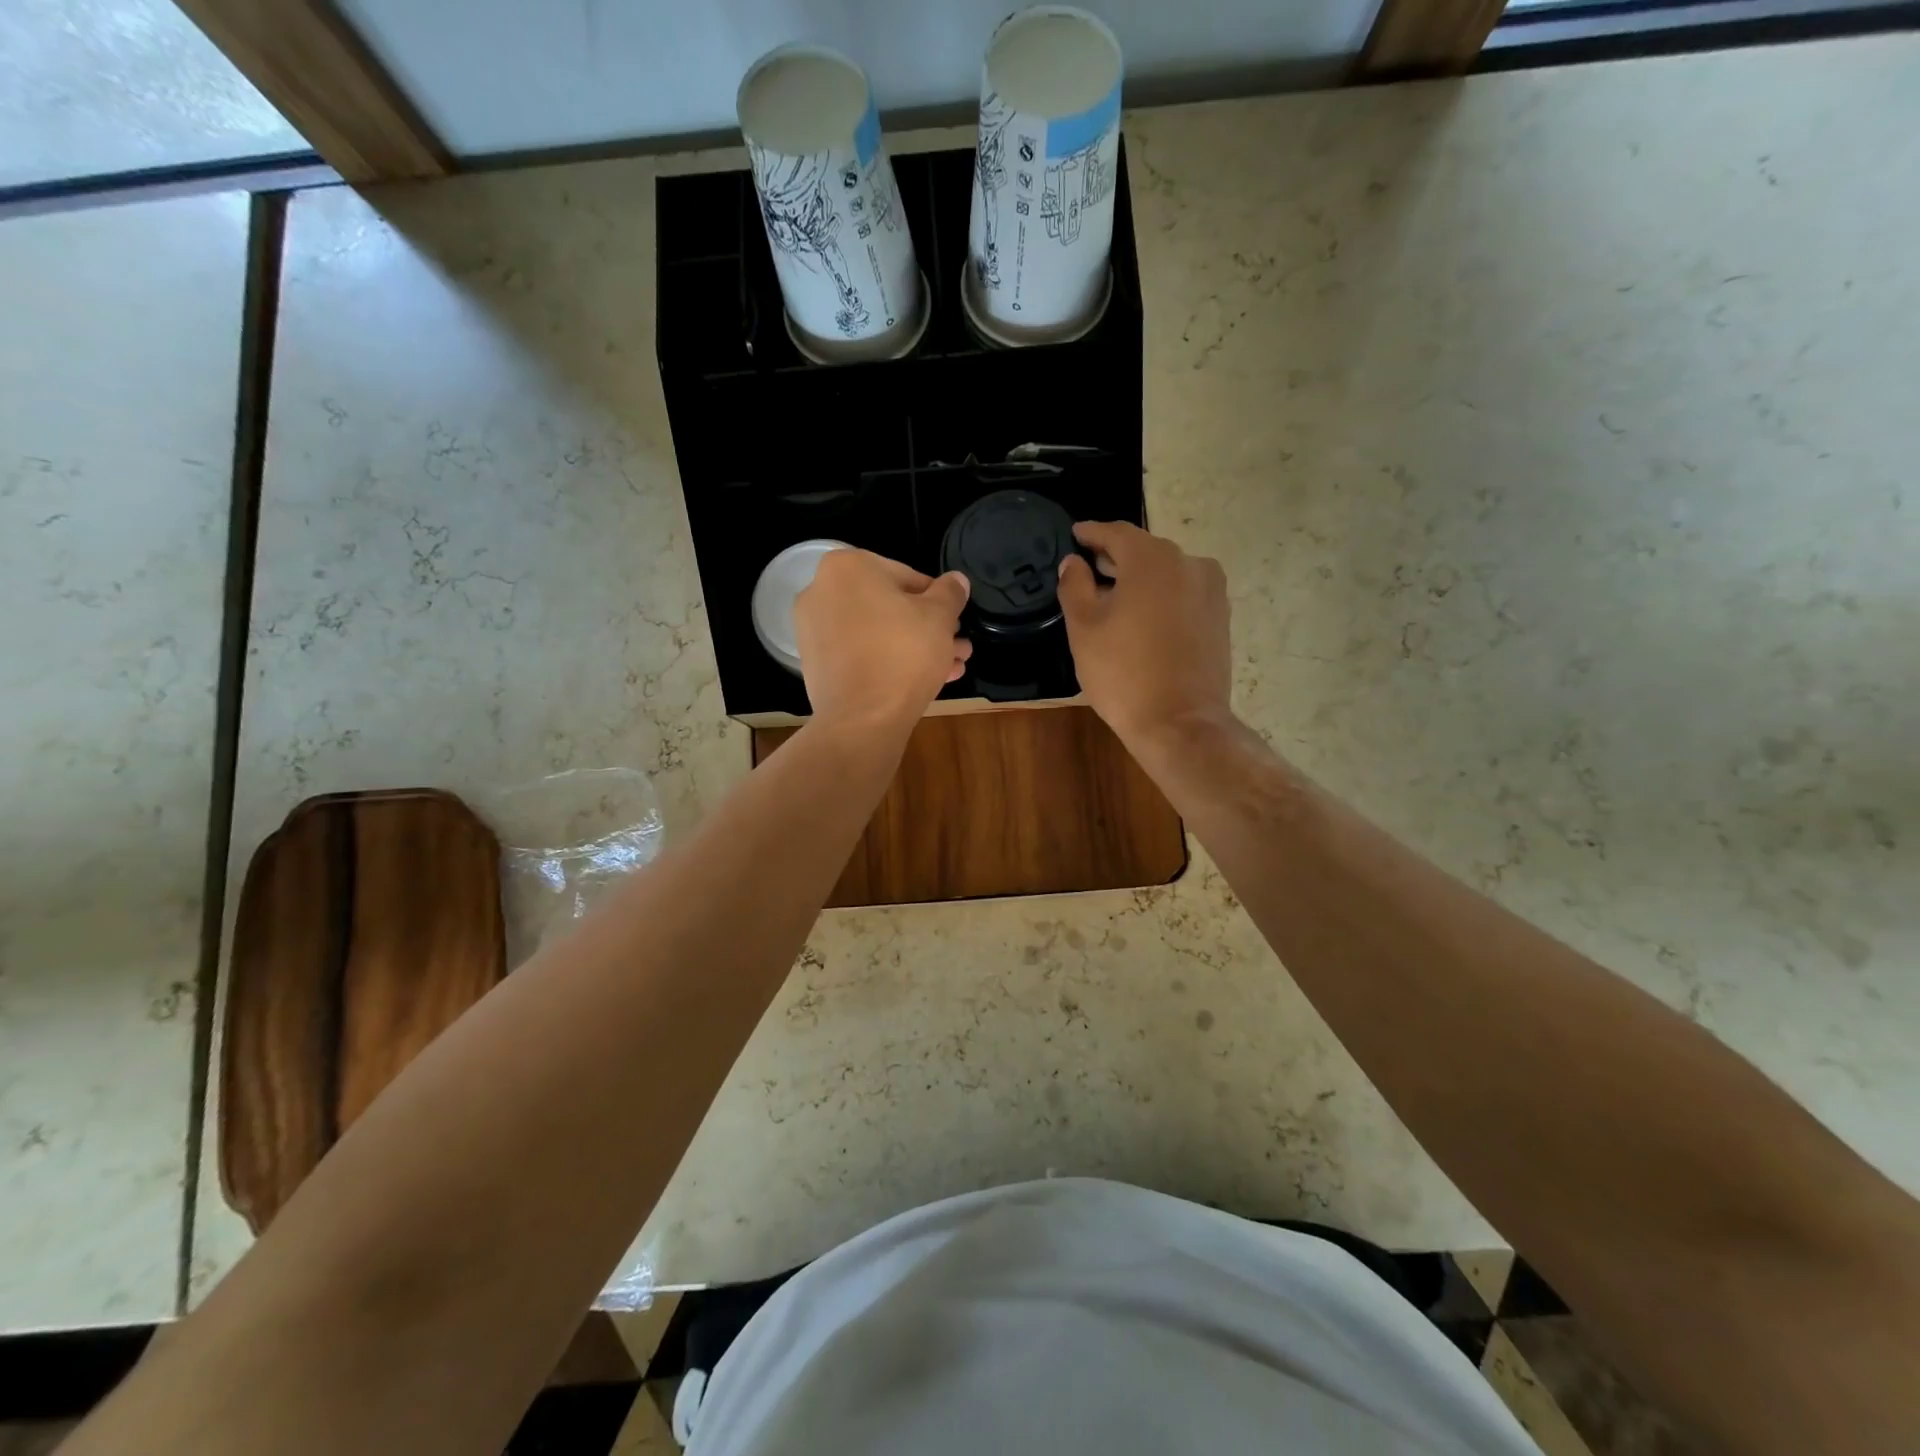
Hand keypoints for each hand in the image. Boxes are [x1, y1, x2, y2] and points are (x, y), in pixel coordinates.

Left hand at [795, 550, 971, 732]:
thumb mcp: (940, 617)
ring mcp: (813, 630)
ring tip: (952, 667)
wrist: (863, 718)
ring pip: (877, 633)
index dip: (938, 600)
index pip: (907, 575)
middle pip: (889, 606)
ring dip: (915, 647)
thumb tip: (957, 580)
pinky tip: (926, 681)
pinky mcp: (816, 665)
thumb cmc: (904, 653)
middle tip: (957, 646)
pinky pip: (860, 654)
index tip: (955, 621)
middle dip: (928, 628)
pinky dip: (888, 662)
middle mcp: (821, 591)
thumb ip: (950, 593)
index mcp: (848, 567)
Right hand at [1057, 521, 1231, 746]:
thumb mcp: (1084, 628)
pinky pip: (1183, 593)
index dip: (1092, 533)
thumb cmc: (1123, 673)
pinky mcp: (1220, 617)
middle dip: (1116, 558)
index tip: (1076, 534)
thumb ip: (1075, 586)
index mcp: (1152, 560)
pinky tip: (1143, 618)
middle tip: (1089, 569)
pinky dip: (1161, 596)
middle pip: (1145, 550)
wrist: (1179, 722)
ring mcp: (1210, 591)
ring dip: (1140, 578)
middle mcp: (1188, 564)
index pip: (1117, 533)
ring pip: (1167, 572)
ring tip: (1115, 598)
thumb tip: (1074, 563)